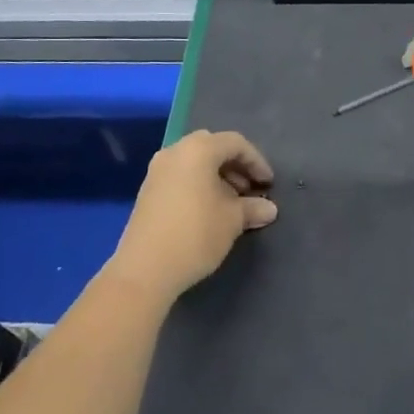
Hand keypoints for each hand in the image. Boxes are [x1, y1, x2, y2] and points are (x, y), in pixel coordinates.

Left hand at [109, 130, 276, 302]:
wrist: (144, 270)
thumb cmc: (196, 234)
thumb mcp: (232, 220)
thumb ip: (252, 208)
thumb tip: (269, 209)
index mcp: (198, 150)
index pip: (235, 143)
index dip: (256, 161)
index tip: (268, 185)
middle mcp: (175, 152)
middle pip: (212, 148)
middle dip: (235, 166)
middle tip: (249, 189)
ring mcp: (157, 171)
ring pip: (194, 162)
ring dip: (217, 176)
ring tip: (231, 203)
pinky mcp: (147, 191)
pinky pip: (180, 176)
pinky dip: (198, 184)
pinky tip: (208, 211)